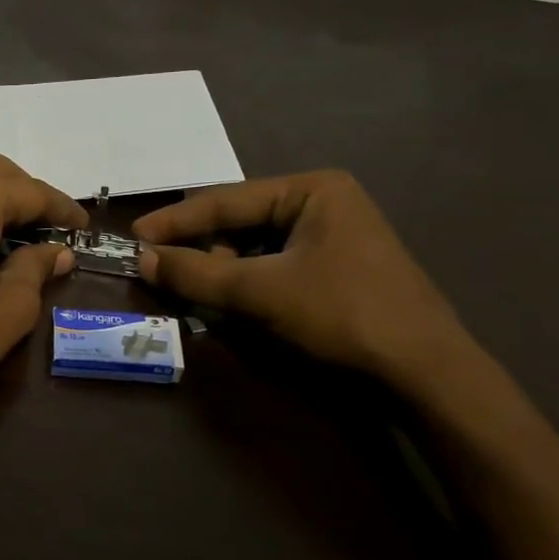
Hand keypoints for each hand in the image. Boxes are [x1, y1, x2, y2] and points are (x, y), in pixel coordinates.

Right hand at [133, 171, 467, 386]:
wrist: (424, 370)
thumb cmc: (342, 313)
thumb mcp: (260, 291)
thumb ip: (197, 272)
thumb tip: (142, 258)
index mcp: (312, 189)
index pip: (226, 200)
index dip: (176, 221)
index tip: (134, 236)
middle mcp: (323, 202)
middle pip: (240, 222)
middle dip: (203, 249)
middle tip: (166, 273)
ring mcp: (333, 236)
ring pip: (255, 247)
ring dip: (224, 271)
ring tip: (202, 296)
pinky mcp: (336, 268)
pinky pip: (275, 266)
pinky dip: (249, 284)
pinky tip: (236, 305)